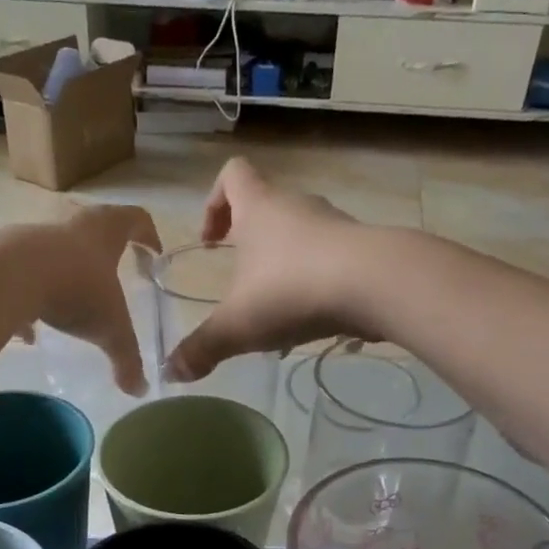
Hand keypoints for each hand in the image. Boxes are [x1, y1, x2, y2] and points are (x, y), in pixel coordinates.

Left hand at [9, 202, 158, 395]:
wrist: (8, 277)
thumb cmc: (74, 292)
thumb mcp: (110, 331)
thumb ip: (127, 360)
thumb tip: (139, 391)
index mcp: (104, 233)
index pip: (135, 219)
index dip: (149, 235)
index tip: (154, 255)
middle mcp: (70, 227)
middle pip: (95, 226)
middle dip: (107, 249)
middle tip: (115, 272)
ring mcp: (34, 238)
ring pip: (56, 251)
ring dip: (66, 274)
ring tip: (69, 308)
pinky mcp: (3, 256)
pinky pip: (22, 276)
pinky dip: (30, 297)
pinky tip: (29, 329)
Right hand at [167, 159, 375, 382]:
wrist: (377, 284)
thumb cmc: (293, 290)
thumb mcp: (237, 326)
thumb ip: (202, 348)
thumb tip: (171, 373)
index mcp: (260, 208)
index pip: (232, 176)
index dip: (214, 202)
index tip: (211, 241)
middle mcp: (298, 207)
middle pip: (267, 207)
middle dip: (250, 241)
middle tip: (241, 282)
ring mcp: (336, 226)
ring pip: (301, 236)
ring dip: (284, 265)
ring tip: (278, 311)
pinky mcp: (364, 250)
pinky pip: (331, 260)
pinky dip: (317, 283)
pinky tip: (314, 320)